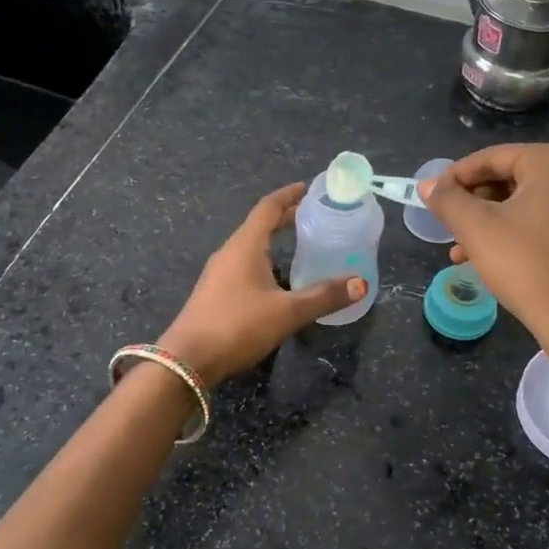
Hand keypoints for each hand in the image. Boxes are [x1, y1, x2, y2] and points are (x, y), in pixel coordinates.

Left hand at [158, 183, 364, 384]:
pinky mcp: (215, 293)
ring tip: (299, 244)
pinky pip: (243, 264)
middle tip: (313, 215)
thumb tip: (361, 284)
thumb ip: (324, 297)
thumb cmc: (238, 325)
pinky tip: (278, 279)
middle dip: (285, 217)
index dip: (289, 195)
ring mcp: (219, 273)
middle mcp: (230, 252)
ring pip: (250, 246)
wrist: (188, 361)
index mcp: (245, 245)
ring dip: (273, 240)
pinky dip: (264, 260)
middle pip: (259, 225)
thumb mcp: (287, 312)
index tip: (308, 188)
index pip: (268, 207)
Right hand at [420, 142, 548, 373]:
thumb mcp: (476, 228)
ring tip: (457, 249)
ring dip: (485, 222)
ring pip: (520, 202)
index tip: (430, 197)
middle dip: (471, 203)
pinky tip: (481, 257)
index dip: (455, 177)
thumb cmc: (526, 264)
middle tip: (445, 224)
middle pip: (507, 178)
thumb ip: (447, 200)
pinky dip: (509, 232)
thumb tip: (426, 185)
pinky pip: (538, 219)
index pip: (491, 158)